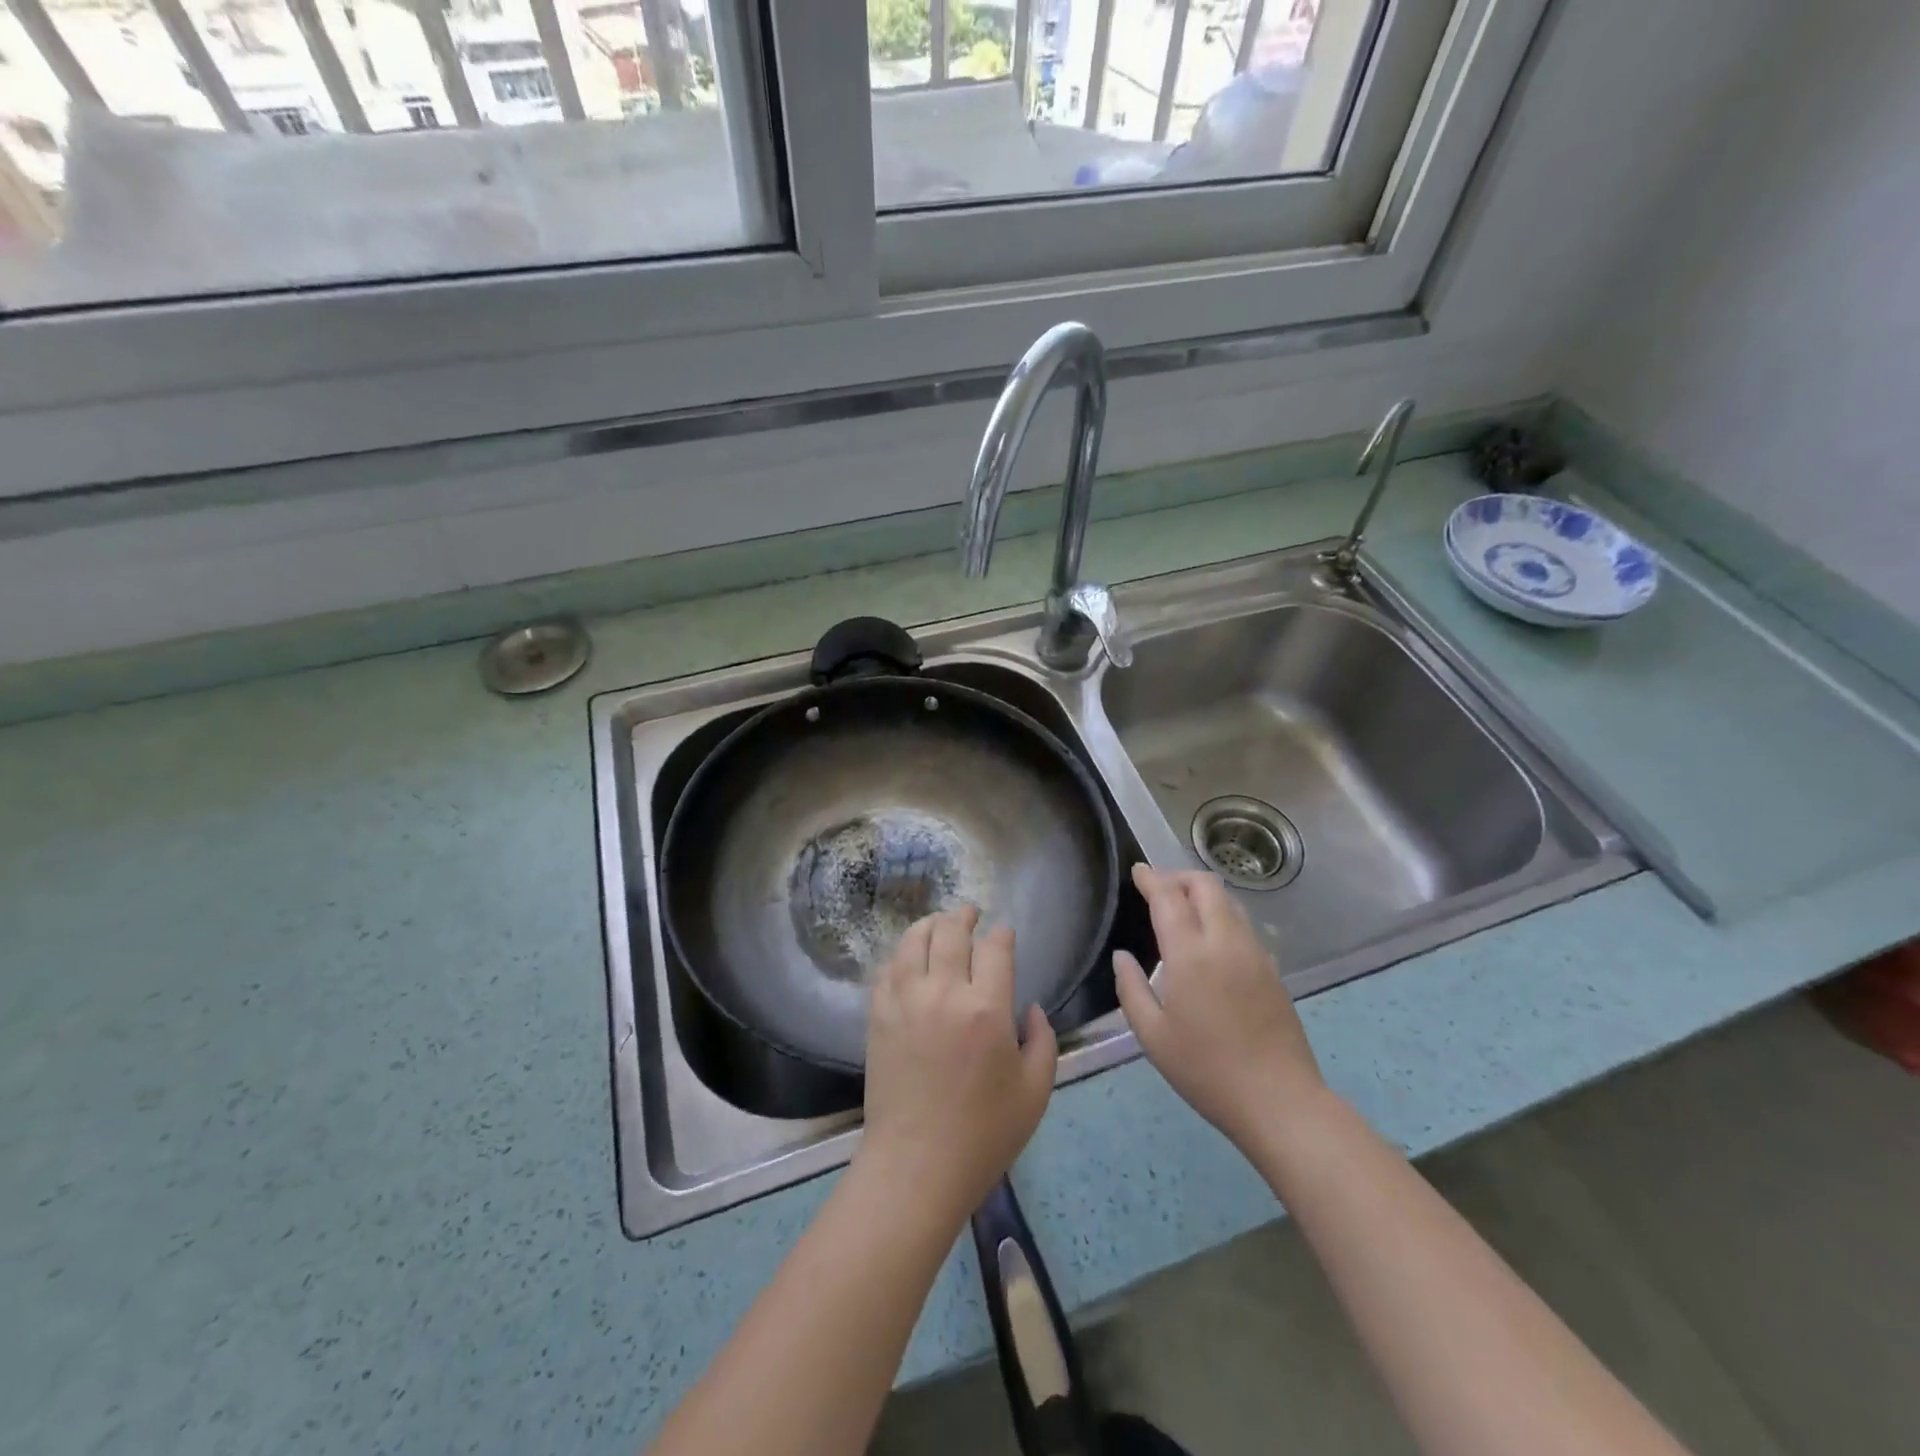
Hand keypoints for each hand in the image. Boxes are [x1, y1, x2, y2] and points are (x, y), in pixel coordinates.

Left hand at [857, 905, 1058, 1226]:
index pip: (995, 949)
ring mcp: (905, 1002)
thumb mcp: (1035, 1092)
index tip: (1005, 933)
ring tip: (938, 923)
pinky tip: (908, 957)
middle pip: (950, 933)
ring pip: (913, 942)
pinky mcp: (878, 1017)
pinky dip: (901, 955)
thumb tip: (1032, 1008)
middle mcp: (943, 993)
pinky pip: (887, 970)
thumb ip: (1043, 1041)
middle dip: (963, 916)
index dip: (1002, 935)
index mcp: (986, 1009)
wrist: (916, 1166)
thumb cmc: (984, 1134)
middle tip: (970, 914)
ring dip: (928, 925)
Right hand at [1113, 865, 1326, 1150]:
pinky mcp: (1273, 969)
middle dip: (1179, 877)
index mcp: (1191, 954)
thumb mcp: (1152, 1036)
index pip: (1169, 897)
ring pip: (1230, 902)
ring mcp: (1255, 953)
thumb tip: (1122, 956)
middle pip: (1206, 885)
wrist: (1280, 1101)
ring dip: (1203, 894)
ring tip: (1182, 908)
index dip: (1151, 878)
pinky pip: (1244, 925)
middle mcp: (1226, 942)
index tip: (1137, 871)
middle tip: (1158, 888)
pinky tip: (1211, 941)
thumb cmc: (1206, 1070)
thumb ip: (1131, 988)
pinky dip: (1222, 916)